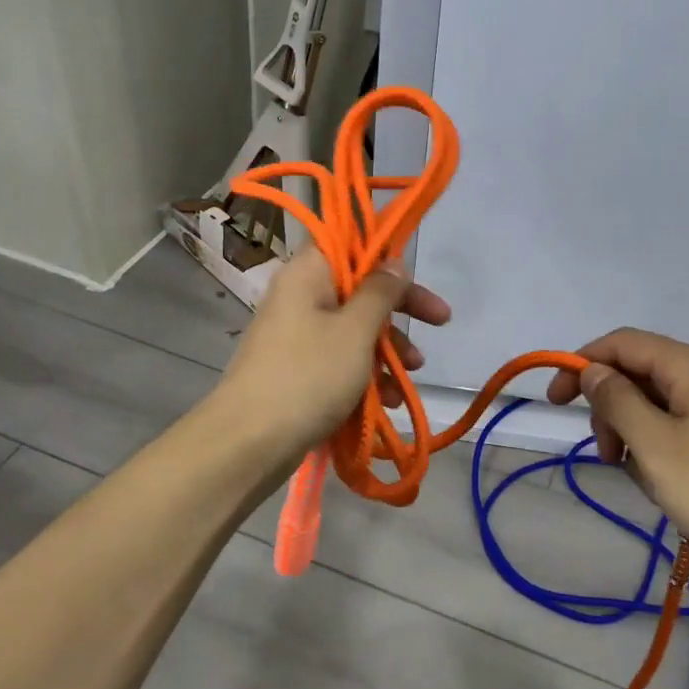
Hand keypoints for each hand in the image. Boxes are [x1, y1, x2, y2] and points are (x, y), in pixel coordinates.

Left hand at [216, 246, 450, 461]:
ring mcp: (296, 336)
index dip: (384, 256)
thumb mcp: (355, 330)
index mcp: (307, 275)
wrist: (248, 443)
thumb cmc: (308, 375)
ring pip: (353, 329)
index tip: (414, 276)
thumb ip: (380, 292)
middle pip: (358, 289)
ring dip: (388, 348)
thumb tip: (394, 262)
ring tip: (412, 374)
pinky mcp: (297, 371)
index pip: (349, 245)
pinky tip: (387, 402)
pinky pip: (339, 360)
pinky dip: (365, 374)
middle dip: (400, 309)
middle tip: (441, 320)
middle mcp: (299, 298)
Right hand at [546, 328, 688, 580]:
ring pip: (660, 402)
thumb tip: (593, 371)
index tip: (555, 402)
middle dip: (611, 408)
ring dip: (636, 433)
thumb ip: (617, 401)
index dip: (581, 364)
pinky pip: (684, 424)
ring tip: (644, 479)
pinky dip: (663, 446)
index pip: (620, 343)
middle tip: (607, 455)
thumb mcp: (655, 446)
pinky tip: (671, 483)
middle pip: (640, 372)